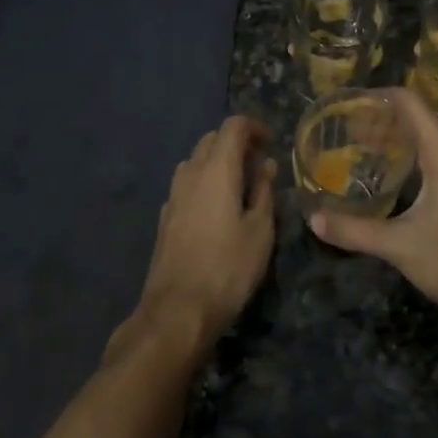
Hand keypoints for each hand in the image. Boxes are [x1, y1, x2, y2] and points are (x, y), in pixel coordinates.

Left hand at [137, 115, 276, 340]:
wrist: (177, 311)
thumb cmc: (228, 268)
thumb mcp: (260, 230)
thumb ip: (263, 191)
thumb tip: (266, 165)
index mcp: (216, 170)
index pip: (233, 126)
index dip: (254, 127)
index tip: (271, 142)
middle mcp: (190, 174)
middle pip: (211, 140)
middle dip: (236, 143)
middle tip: (260, 164)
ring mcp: (173, 195)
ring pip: (195, 161)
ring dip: (218, 163)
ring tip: (241, 186)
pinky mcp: (165, 218)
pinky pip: (187, 185)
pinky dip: (205, 183)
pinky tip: (218, 210)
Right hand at [311, 87, 437, 327]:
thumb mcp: (399, 246)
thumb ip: (354, 230)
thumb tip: (314, 220)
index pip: (411, 103)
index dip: (380, 97)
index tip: (351, 104)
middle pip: (419, 122)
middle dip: (383, 123)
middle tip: (348, 133)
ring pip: (432, 144)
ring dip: (400, 143)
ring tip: (366, 152)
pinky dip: (417, 161)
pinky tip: (396, 180)